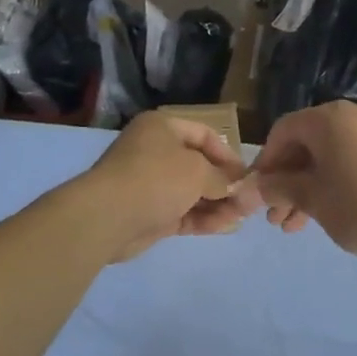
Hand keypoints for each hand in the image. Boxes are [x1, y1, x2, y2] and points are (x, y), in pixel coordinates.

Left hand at [73, 111, 257, 261]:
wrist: (107, 217)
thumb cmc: (156, 179)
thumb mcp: (198, 171)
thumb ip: (222, 178)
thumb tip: (237, 186)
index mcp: (161, 128)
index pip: (204, 135)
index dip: (228, 154)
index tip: (247, 175)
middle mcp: (154, 152)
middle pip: (198, 166)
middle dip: (225, 184)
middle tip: (248, 201)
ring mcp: (151, 185)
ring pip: (191, 193)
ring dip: (217, 204)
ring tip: (242, 217)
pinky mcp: (149, 214)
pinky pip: (183, 213)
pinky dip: (203, 219)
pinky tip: (225, 227)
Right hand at [253, 101, 356, 265]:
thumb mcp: (310, 198)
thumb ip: (277, 187)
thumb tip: (252, 188)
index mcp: (330, 118)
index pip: (283, 131)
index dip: (265, 162)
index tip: (256, 192)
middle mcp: (354, 115)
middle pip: (305, 145)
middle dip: (285, 182)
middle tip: (273, 215)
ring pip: (327, 158)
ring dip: (305, 188)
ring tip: (291, 226)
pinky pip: (349, 162)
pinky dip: (330, 184)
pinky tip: (317, 215)